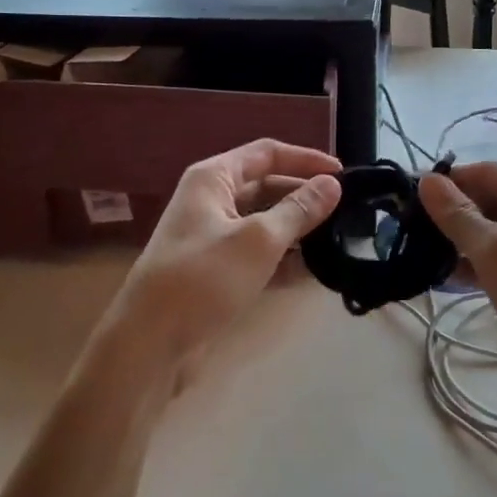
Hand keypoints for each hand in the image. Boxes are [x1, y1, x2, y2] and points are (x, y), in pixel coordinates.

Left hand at [99, 139, 341, 383]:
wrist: (150, 342)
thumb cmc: (204, 277)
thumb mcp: (258, 240)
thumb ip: (299, 210)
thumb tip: (332, 184)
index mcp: (214, 178)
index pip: (267, 154)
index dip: (306, 159)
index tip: (343, 174)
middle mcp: (212, 200)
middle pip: (267, 186)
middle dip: (305, 196)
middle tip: (347, 210)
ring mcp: (213, 237)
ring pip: (265, 222)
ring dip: (298, 229)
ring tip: (339, 239)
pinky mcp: (217, 271)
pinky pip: (258, 253)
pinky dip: (284, 259)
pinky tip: (315, 270)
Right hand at [420, 162, 496, 439]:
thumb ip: (458, 216)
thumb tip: (427, 180)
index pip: (487, 172)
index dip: (447, 182)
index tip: (406, 197)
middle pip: (494, 200)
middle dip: (453, 214)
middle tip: (408, 230)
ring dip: (463, 242)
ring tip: (421, 255)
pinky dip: (482, 265)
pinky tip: (450, 278)